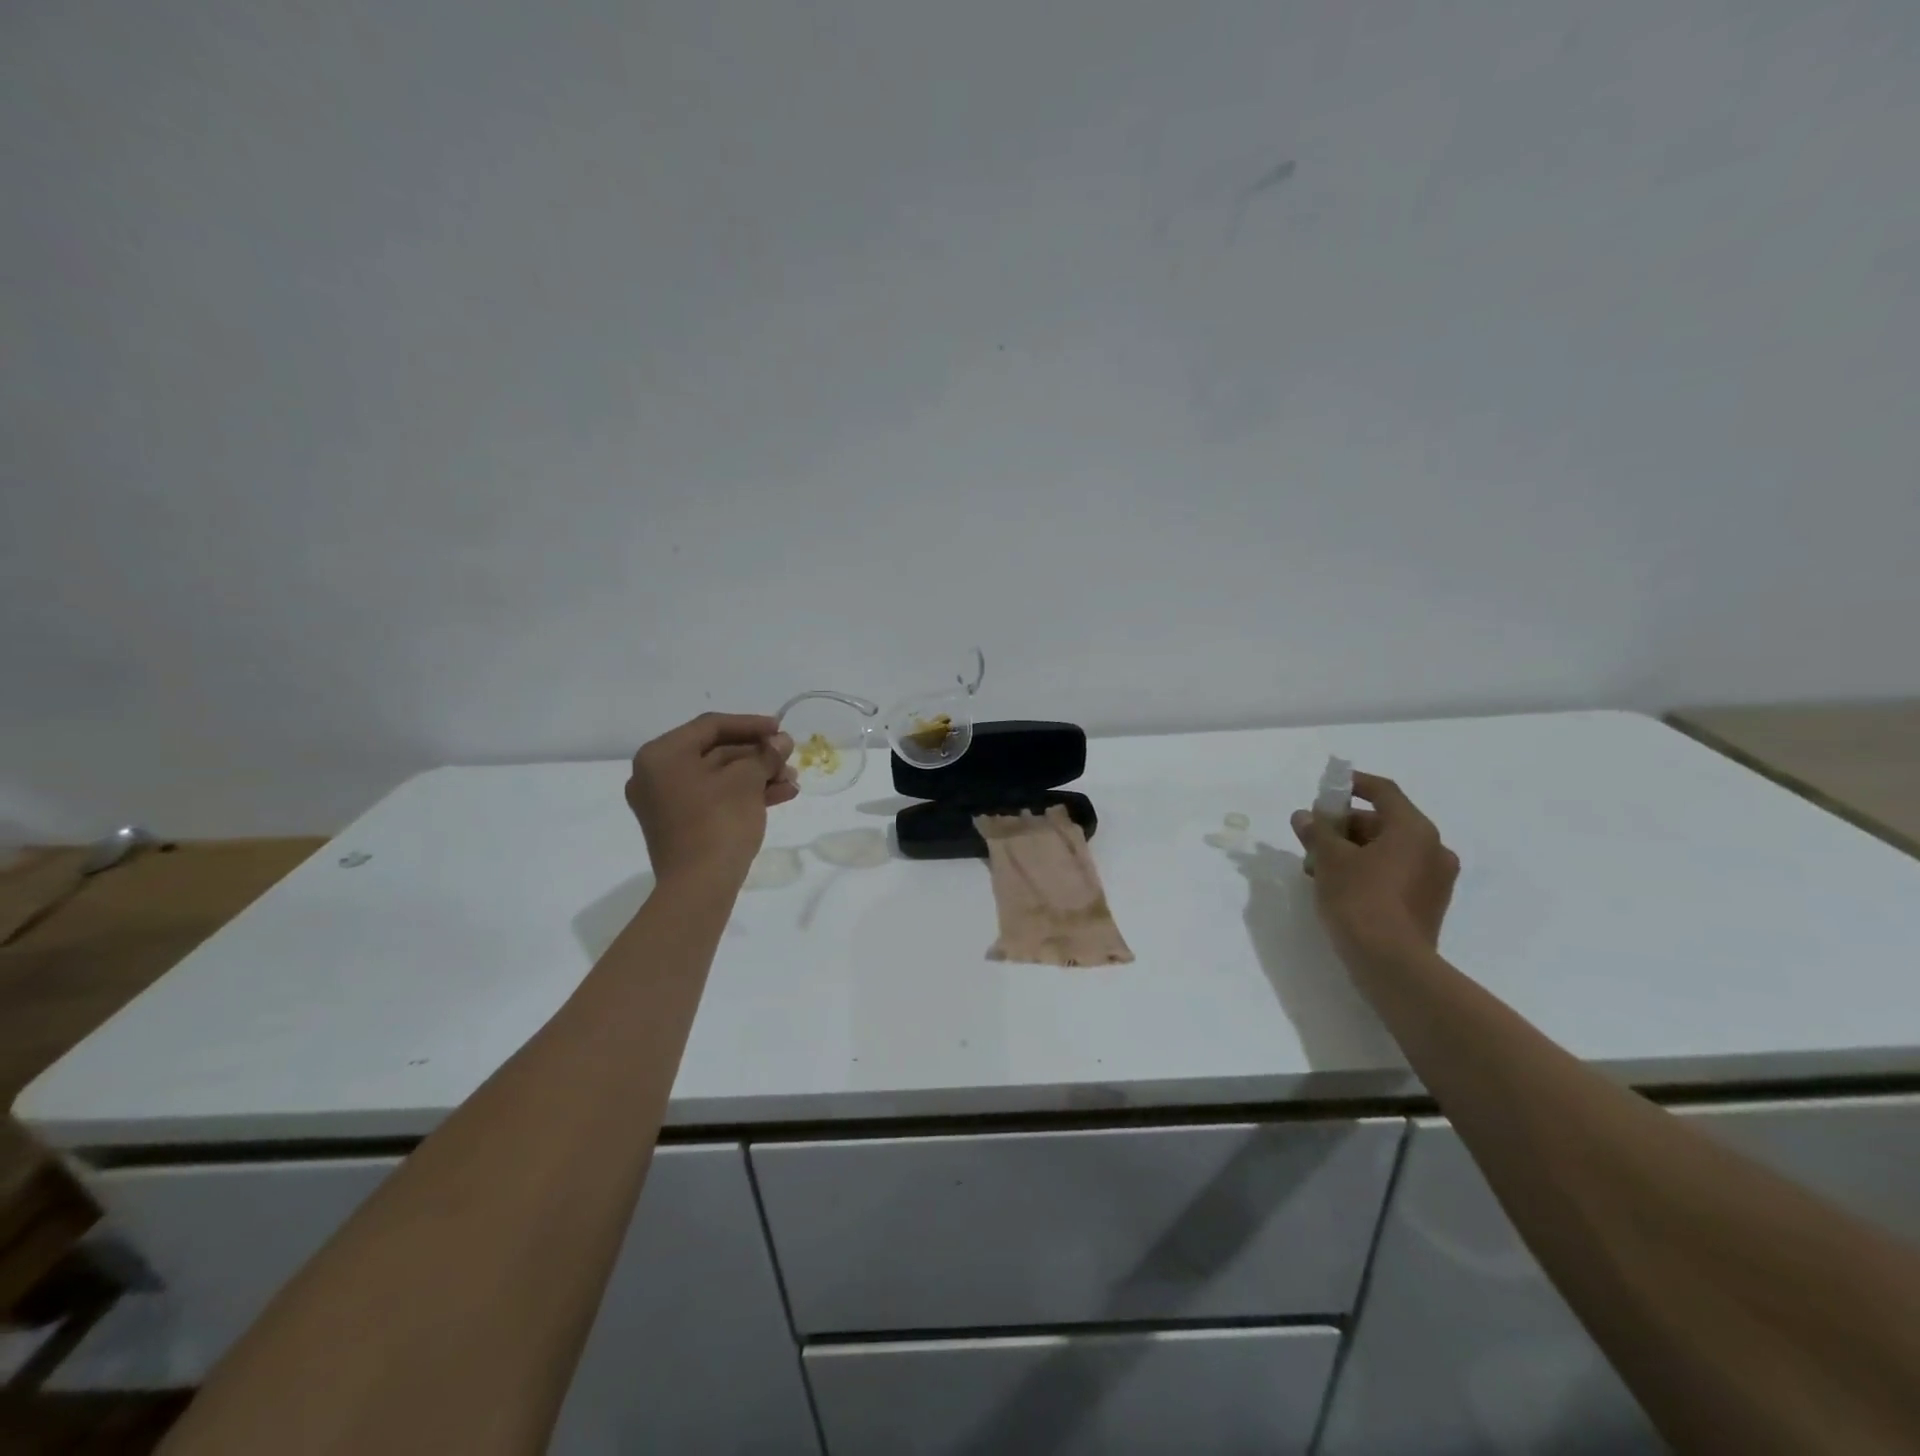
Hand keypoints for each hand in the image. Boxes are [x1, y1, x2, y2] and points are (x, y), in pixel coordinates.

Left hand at [626, 713, 797, 886]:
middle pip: (715, 752)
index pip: (711, 726)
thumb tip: (780, 742)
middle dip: (757, 755)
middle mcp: (655, 774)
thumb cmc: (718, 822)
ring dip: (757, 776)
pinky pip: (713, 798)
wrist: (699, 886)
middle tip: (789, 757)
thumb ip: (764, 755)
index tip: (781, 729)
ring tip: (792, 781)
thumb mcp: (747, 781)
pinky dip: (743, 795)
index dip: (750, 724)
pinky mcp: (679, 825)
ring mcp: (665, 803)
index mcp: (661, 755)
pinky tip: (780, 796)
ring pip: (718, 778)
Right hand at [1291, 771, 1458, 962]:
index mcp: (1414, 830)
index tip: (1328, 789)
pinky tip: (1339, 886)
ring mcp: (1435, 880)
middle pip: (1384, 822)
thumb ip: (1317, 831)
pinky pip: (1396, 874)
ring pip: (1389, 850)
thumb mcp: (1329, 859)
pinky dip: (1369, 871)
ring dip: (1354, 851)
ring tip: (1318, 867)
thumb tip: (1305, 817)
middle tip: (1313, 837)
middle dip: (1345, 826)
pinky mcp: (1429, 905)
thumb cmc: (1360, 899)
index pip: (1383, 792)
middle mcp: (1433, 849)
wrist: (1391, 963)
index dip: (1353, 784)